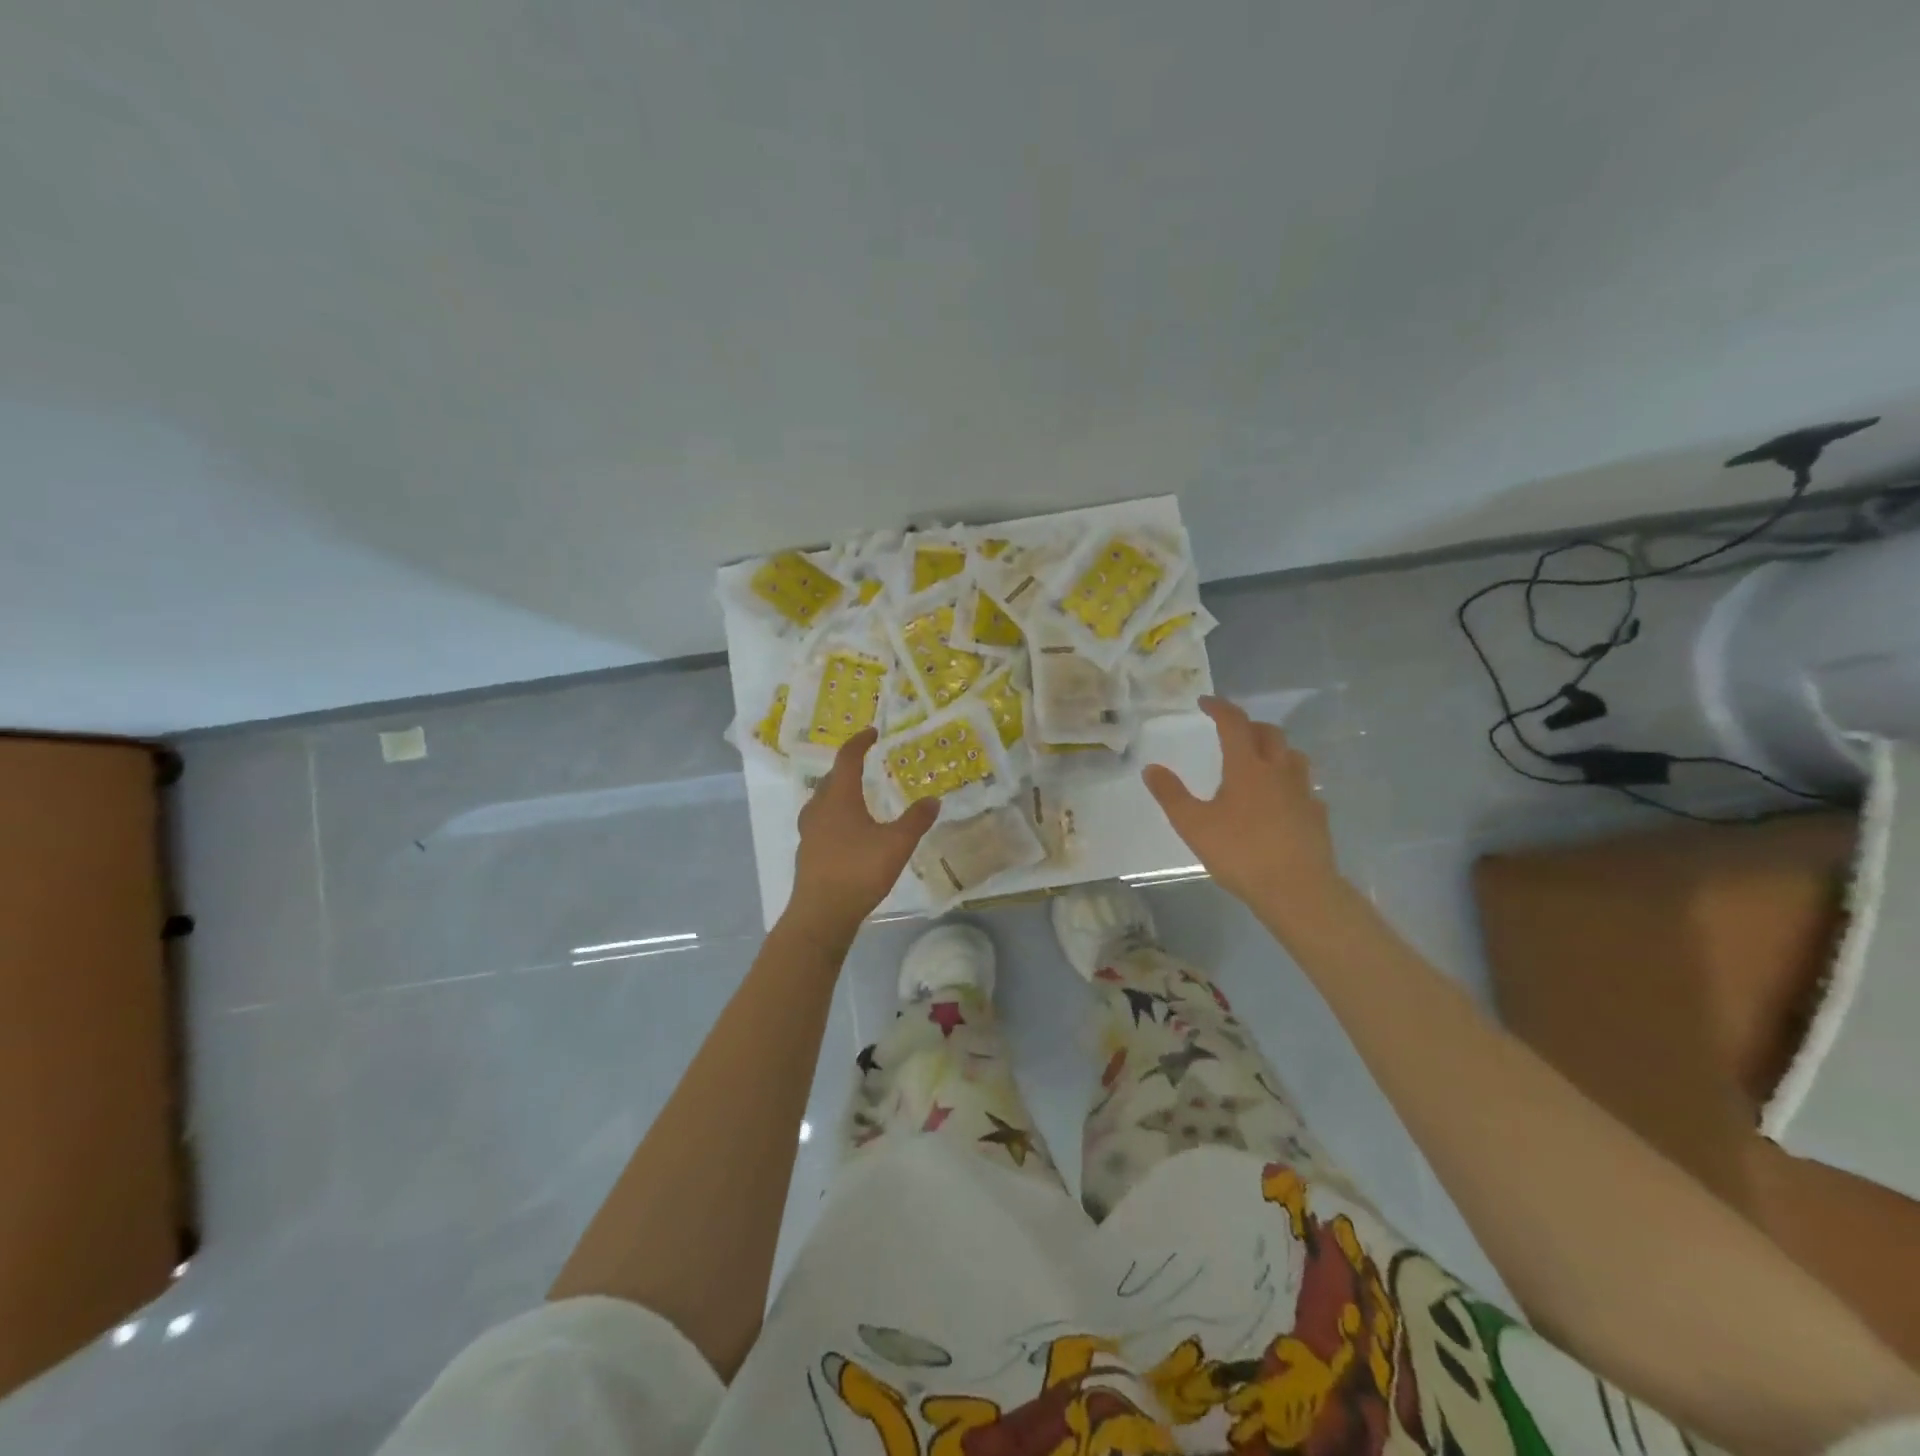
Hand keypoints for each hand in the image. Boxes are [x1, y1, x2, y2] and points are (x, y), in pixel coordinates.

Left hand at [789, 728, 938, 937]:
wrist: (822, 913)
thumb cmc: (859, 870)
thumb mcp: (897, 844)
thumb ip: (916, 820)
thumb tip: (933, 800)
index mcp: (839, 798)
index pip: (847, 759)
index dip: (859, 743)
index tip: (872, 733)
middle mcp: (819, 809)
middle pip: (831, 779)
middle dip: (847, 768)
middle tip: (865, 765)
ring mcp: (809, 832)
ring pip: (821, 802)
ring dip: (837, 793)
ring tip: (855, 797)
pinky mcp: (807, 853)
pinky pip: (820, 823)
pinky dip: (833, 817)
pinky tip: (846, 832)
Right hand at [1142, 696, 1344, 914]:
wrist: (1298, 889)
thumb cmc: (1241, 853)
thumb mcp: (1193, 825)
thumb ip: (1171, 795)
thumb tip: (1152, 768)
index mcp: (1247, 767)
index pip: (1234, 723)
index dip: (1219, 708)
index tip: (1205, 702)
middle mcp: (1278, 771)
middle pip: (1269, 733)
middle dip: (1249, 725)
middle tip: (1231, 731)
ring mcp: (1303, 793)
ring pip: (1293, 756)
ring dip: (1275, 749)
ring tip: (1259, 760)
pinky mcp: (1317, 816)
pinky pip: (1304, 787)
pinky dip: (1290, 783)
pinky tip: (1281, 801)